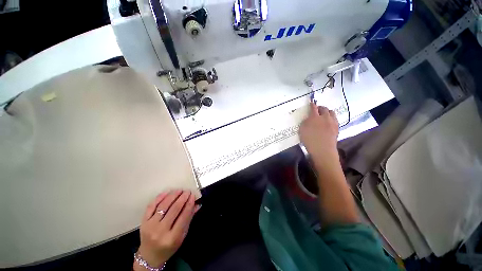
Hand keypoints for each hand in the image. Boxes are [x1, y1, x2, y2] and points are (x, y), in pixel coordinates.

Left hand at [134, 190, 198, 269]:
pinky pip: (151, 206)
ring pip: (163, 206)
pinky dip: (159, 197)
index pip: (183, 217)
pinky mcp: (143, 222)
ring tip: (179, 190)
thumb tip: (197, 204)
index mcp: (172, 238)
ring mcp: (150, 226)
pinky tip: (167, 192)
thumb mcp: (182, 236)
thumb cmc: (169, 247)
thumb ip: (189, 219)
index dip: (189, 204)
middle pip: (174, 210)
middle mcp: (160, 231)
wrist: (149, 256)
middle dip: (182, 198)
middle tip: (187, 191)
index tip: (193, 196)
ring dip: (172, 196)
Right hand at [300, 103, 338, 155]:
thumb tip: (308, 118)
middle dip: (320, 107)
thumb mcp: (302, 130)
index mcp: (314, 117)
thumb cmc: (309, 140)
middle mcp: (325, 117)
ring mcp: (332, 122)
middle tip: (317, 110)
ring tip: (324, 115)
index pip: (313, 108)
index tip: (311, 103)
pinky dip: (331, 118)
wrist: (323, 149)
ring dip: (327, 112)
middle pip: (324, 108)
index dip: (312, 105)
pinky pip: (335, 119)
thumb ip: (305, 122)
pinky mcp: (337, 128)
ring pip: (331, 112)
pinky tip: (329, 122)